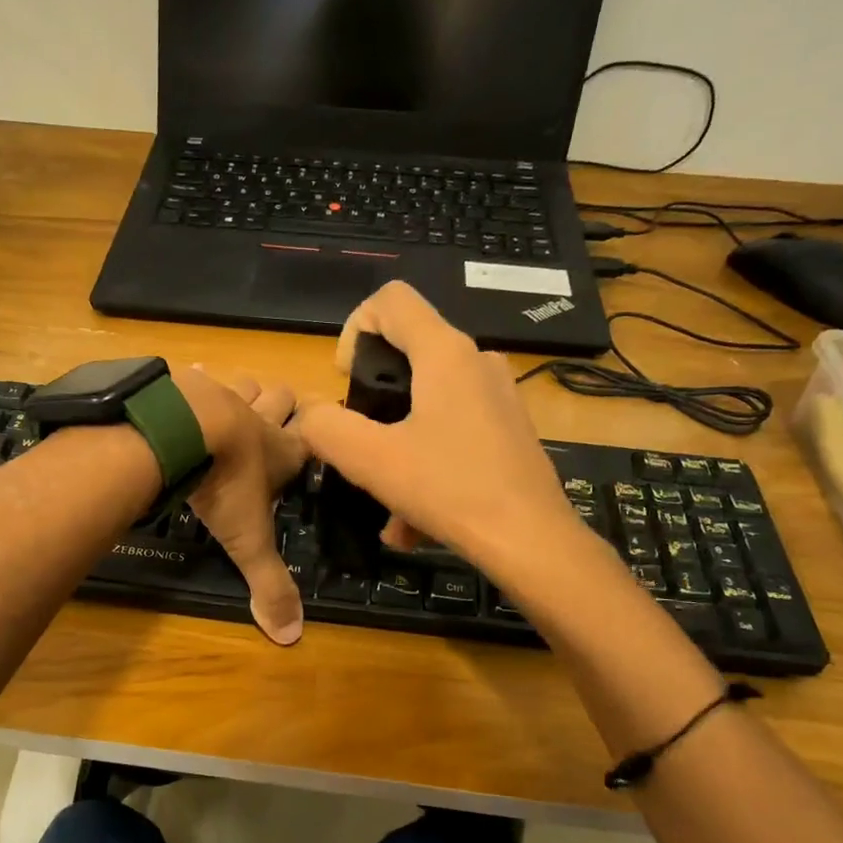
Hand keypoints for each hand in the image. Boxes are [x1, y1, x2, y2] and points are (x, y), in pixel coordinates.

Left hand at [170, 366, 309, 645]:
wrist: (181, 431)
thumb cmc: (225, 484)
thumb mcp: (248, 540)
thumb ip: (269, 584)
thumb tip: (291, 637)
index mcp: (281, 451)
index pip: (311, 439)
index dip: (317, 437)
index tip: (319, 436)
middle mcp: (258, 417)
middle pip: (282, 398)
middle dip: (283, 405)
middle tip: (277, 417)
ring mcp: (222, 394)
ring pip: (245, 382)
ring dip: (244, 391)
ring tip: (235, 404)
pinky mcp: (187, 383)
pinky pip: (197, 374)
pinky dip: (195, 380)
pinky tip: (187, 385)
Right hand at [291, 282, 588, 586]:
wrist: (532, 542)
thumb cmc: (450, 490)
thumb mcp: (372, 461)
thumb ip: (328, 429)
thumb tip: (311, 415)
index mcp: (445, 353)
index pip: (391, 300)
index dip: (354, 328)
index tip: (345, 382)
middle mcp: (476, 362)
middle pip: (407, 353)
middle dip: (372, 398)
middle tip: (359, 443)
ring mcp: (497, 397)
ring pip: (427, 404)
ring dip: (396, 446)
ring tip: (384, 501)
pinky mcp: (507, 431)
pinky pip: (451, 434)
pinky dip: (425, 466)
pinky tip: (412, 523)